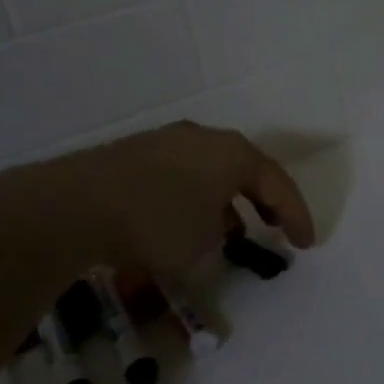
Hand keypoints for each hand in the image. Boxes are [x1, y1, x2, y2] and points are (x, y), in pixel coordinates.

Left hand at [0, 120, 315, 280]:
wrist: (77, 205)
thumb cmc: (157, 222)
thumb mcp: (204, 242)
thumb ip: (223, 232)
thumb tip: (215, 224)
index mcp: (233, 153)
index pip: (278, 184)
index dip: (297, 216)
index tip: (307, 245)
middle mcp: (205, 138)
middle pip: (246, 170)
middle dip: (264, 201)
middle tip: (277, 227)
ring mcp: (167, 141)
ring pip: (211, 171)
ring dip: (227, 200)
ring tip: (231, 230)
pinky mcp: (135, 153)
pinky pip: (181, 176)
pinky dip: (194, 199)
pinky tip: (186, 222)